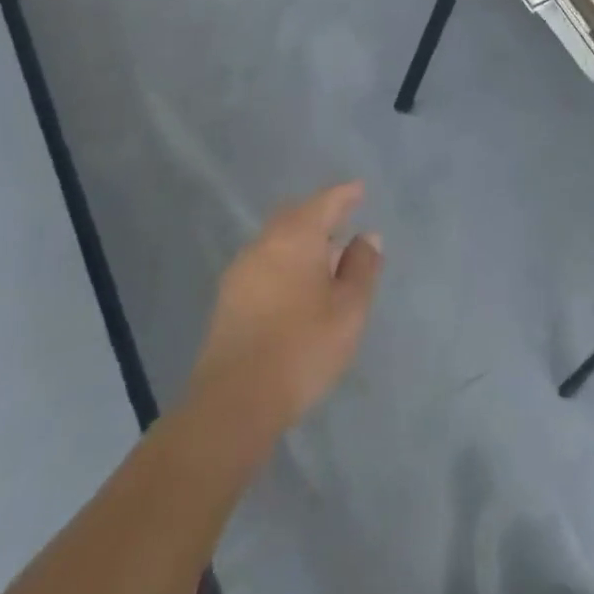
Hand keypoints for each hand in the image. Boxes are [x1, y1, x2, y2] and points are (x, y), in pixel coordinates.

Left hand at [184, 182, 383, 447]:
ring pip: (276, 240)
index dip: (345, 195)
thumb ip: (362, 268)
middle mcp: (264, 244)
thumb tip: (366, 237)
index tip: (359, 190)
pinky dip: (285, 262)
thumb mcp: (349, 309)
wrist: (233, 403)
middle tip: (343, 223)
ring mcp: (240, 271)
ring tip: (324, 259)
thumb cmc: (303, 348)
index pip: (325, 202)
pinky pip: (264, 263)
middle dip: (319, 215)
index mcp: (296, 237)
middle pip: (295, 216)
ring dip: (301, 241)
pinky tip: (297, 286)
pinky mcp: (227, 300)